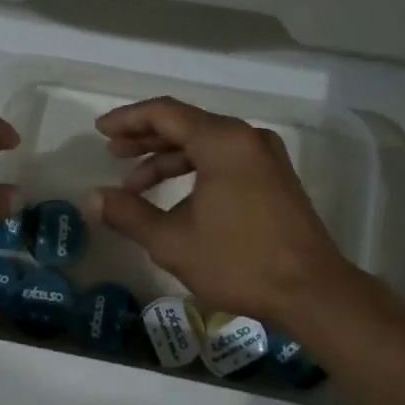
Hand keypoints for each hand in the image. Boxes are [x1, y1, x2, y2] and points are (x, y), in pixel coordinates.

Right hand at [87, 96, 352, 326]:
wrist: (313, 291)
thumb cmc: (239, 262)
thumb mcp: (173, 241)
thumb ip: (128, 214)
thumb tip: (91, 198)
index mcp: (223, 141)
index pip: (165, 113)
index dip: (128, 119)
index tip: (100, 131)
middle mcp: (246, 138)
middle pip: (185, 124)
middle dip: (145, 139)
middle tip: (112, 154)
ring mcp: (264, 156)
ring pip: (205, 143)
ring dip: (168, 159)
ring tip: (135, 184)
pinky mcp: (274, 177)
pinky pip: (224, 159)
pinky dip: (194, 170)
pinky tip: (173, 197)